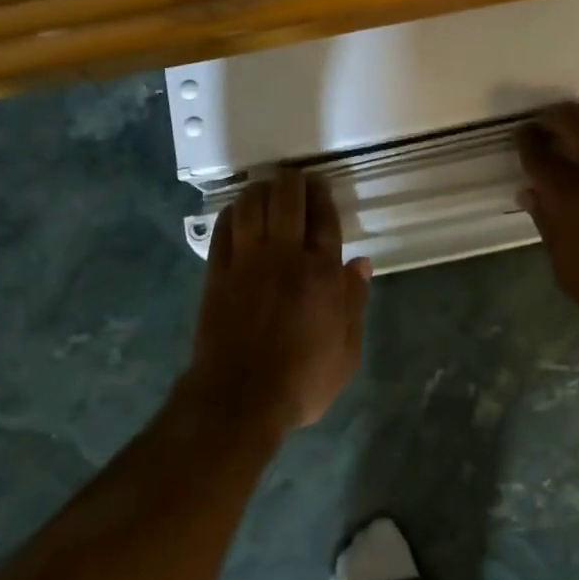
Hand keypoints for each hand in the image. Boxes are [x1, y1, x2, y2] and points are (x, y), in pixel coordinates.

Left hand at [185, 171, 371, 437]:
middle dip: (293, 182)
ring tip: (267, 189)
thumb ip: (355, 304)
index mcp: (321, 274)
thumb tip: (361, 264)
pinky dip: (231, 213)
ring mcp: (246, 261)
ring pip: (251, 205)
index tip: (321, 187)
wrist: (239, 399)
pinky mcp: (217, 272)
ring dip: (260, 190)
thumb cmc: (301, 381)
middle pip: (287, 199)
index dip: (323, 196)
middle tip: (295, 180)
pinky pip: (223, 229)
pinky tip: (237, 212)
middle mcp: (284, 256)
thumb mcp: (346, 353)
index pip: (324, 219)